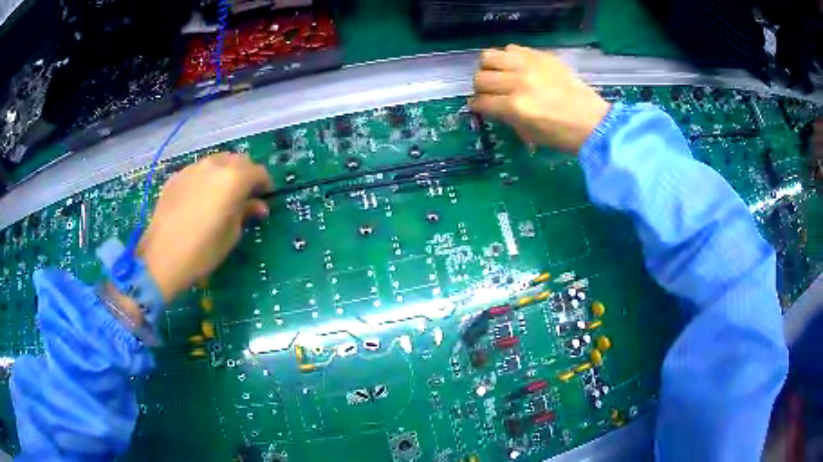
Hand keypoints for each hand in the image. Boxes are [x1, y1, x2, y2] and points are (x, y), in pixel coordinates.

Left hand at [135, 153, 273, 302]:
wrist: (161, 258)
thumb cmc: (202, 251)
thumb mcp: (231, 235)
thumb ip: (246, 213)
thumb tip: (259, 206)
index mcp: (233, 179)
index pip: (258, 172)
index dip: (265, 184)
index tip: (265, 197)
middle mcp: (214, 165)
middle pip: (239, 160)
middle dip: (246, 175)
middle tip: (245, 196)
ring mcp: (193, 168)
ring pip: (217, 162)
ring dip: (225, 173)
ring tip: (221, 195)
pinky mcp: (176, 177)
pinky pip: (198, 171)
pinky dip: (205, 179)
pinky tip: (199, 199)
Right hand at [471, 45, 610, 152]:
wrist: (592, 121)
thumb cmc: (561, 135)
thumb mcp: (528, 134)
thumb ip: (505, 117)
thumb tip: (490, 107)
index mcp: (515, 107)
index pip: (481, 101)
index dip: (477, 106)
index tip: (480, 107)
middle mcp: (518, 82)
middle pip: (480, 77)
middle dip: (481, 88)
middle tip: (490, 93)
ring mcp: (529, 66)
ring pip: (489, 56)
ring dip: (489, 67)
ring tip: (498, 75)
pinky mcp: (540, 56)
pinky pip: (511, 49)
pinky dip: (508, 58)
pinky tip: (515, 67)